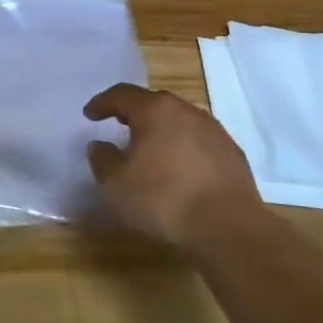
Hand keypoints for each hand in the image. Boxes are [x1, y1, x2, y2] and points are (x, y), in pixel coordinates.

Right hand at [84, 84, 261, 247]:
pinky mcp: (232, 153)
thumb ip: (102, 160)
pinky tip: (181, 169)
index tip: (89, 114)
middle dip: (134, 112)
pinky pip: (200, 141)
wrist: (228, 227)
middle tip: (119, 124)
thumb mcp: (116, 185)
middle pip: (154, 103)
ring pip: (179, 120)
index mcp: (154, 111)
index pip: (122, 95)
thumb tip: (99, 145)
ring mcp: (213, 130)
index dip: (102, 103)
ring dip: (162, 130)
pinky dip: (184, 148)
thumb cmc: (163, 200)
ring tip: (150, 148)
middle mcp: (185, 111)